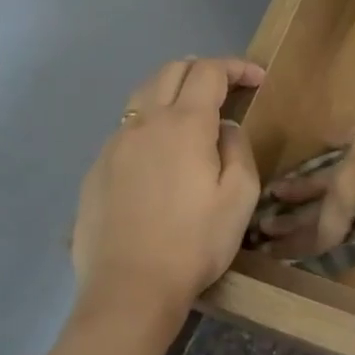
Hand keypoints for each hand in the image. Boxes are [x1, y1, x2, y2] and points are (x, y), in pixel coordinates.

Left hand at [71, 57, 264, 320]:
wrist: (130, 288)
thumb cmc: (195, 242)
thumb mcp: (240, 196)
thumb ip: (238, 149)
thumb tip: (225, 127)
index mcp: (184, 124)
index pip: (209, 72)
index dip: (236, 67)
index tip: (258, 79)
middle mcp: (144, 122)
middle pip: (171, 71)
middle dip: (202, 69)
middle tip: (226, 87)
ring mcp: (114, 144)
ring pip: (142, 96)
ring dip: (171, 91)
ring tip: (192, 112)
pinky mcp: (96, 169)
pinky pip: (126, 129)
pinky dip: (150, 123)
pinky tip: (160, 155)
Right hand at [261, 91, 354, 259]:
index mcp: (348, 190)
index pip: (326, 222)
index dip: (311, 240)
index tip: (289, 252)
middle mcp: (352, 159)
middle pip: (319, 183)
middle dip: (297, 198)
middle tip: (272, 202)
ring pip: (337, 152)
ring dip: (316, 165)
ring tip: (296, 170)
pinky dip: (351, 138)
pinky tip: (348, 135)